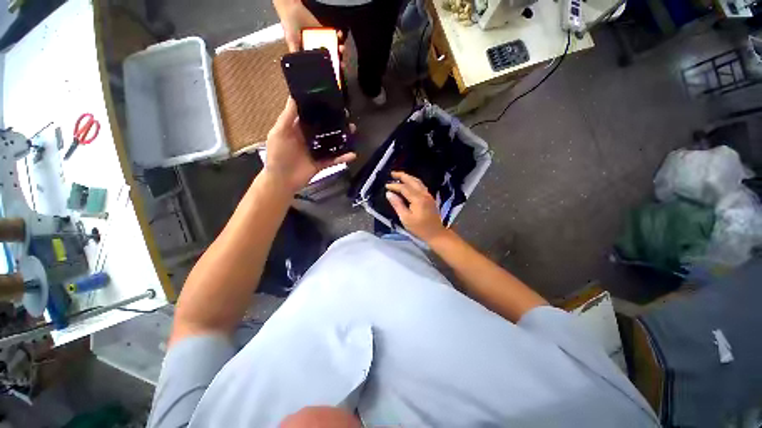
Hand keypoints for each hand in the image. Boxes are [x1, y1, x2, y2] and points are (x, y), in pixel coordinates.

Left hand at [264, 98, 355, 192]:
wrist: (282, 181)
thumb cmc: (277, 155)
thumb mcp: (279, 133)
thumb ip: (287, 117)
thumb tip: (293, 97)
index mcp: (297, 130)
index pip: (309, 116)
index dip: (318, 108)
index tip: (330, 100)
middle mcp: (308, 139)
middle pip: (323, 129)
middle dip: (334, 122)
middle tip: (346, 115)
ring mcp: (316, 152)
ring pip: (331, 143)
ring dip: (342, 138)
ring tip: (352, 130)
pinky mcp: (321, 163)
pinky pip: (334, 159)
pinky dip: (343, 157)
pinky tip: (352, 154)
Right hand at [275, 0, 348, 69]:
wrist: (291, 11)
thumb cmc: (289, 28)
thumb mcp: (291, 43)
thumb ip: (295, 53)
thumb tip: (298, 65)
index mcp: (312, 55)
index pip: (323, 64)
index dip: (329, 68)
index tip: (336, 72)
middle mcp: (319, 50)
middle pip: (331, 58)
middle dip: (337, 61)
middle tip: (341, 63)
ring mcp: (323, 41)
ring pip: (334, 48)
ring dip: (339, 49)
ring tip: (341, 48)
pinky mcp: (325, 31)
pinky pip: (334, 35)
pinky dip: (338, 35)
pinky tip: (339, 35)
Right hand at [385, 172, 447, 242]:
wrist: (436, 233)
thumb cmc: (419, 228)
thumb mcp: (405, 218)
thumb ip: (397, 205)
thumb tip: (389, 194)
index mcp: (418, 199)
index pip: (404, 188)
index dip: (394, 185)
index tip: (386, 186)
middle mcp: (424, 194)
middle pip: (412, 180)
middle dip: (402, 175)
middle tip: (392, 173)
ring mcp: (428, 195)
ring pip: (418, 181)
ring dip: (408, 177)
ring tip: (398, 176)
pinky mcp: (430, 198)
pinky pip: (421, 185)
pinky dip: (413, 182)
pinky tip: (408, 183)